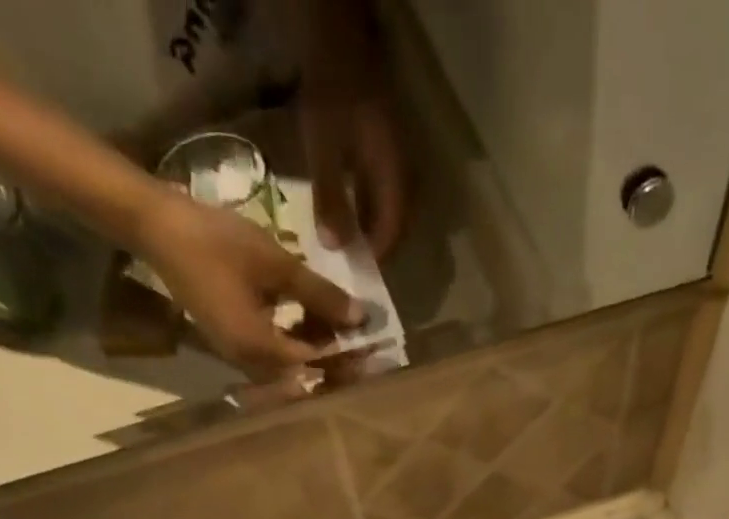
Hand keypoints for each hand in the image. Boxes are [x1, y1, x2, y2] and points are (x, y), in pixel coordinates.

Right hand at [131, 192, 361, 377]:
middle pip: (303, 375)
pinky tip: (309, 318)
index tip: (372, 346)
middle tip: (360, 340)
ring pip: (289, 366)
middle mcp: (249, 365)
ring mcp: (238, 356)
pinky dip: (295, 341)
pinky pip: (273, 354)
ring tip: (338, 323)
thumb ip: (320, 295)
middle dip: (334, 360)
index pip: (314, 365)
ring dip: (315, 349)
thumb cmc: (216, 242)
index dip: (346, 356)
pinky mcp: (233, 343)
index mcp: (259, 350)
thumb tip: (360, 318)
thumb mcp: (276, 264)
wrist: (157, 226)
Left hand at [300, 0, 408, 255]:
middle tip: (355, 263)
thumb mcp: (324, 148)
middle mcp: (404, 172)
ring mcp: (398, 158)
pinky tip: (351, 209)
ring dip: (374, 226)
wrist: (339, 34)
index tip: (358, 273)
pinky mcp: (386, 146)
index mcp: (395, 178)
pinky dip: (369, 205)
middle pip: (397, 223)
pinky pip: (383, 189)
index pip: (393, 232)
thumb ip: (331, 199)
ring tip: (351, 242)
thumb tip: (336, 248)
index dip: (377, 256)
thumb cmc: (332, 92)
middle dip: (378, 246)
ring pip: (391, 206)